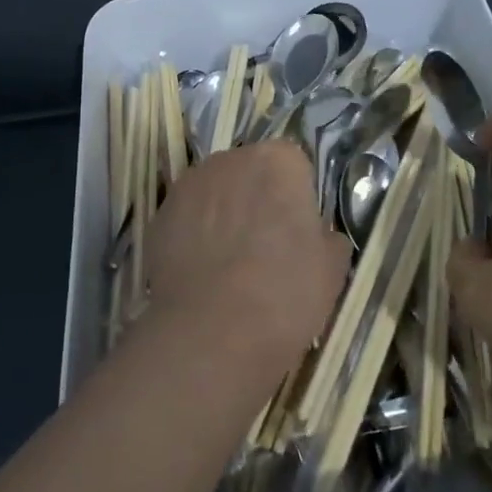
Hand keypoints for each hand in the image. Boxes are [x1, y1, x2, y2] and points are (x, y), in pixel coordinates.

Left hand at [146, 142, 350, 371]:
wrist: (212, 332)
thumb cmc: (285, 292)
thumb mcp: (332, 269)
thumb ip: (328, 238)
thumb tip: (318, 235)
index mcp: (279, 161)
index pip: (293, 166)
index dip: (295, 198)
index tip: (296, 231)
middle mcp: (231, 159)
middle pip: (249, 172)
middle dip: (256, 199)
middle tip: (264, 245)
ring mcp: (189, 184)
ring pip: (215, 192)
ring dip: (223, 214)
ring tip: (228, 263)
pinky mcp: (159, 214)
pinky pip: (187, 217)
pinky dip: (194, 235)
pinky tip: (202, 273)